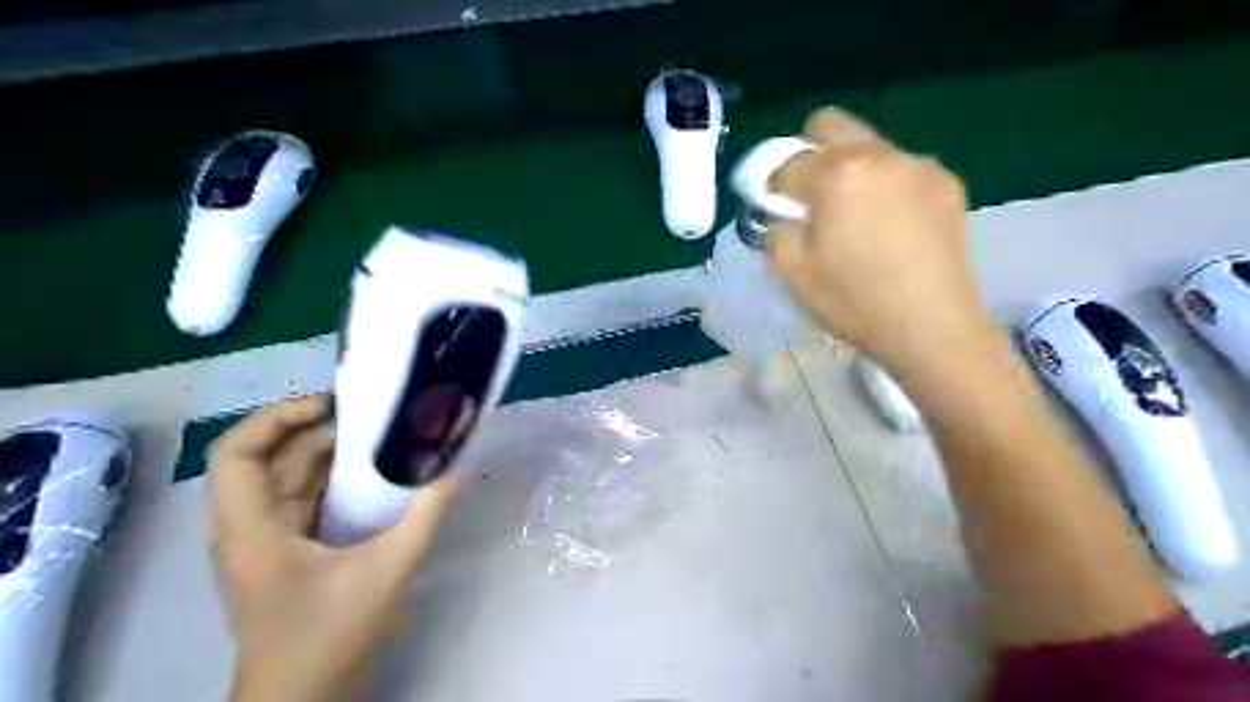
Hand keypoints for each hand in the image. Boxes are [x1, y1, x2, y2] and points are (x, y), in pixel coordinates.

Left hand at [208, 394, 457, 701]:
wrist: (300, 698)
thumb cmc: (329, 635)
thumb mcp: (387, 571)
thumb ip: (425, 517)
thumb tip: (455, 470)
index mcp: (251, 530)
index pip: (236, 454)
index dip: (276, 417)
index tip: (330, 404)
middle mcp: (246, 527)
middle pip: (268, 459)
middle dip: (317, 430)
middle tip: (372, 415)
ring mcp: (261, 540)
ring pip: (285, 478)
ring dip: (328, 454)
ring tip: (379, 436)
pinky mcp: (280, 551)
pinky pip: (300, 499)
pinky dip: (331, 479)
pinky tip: (370, 475)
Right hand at [773, 107, 997, 377]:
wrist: (932, 327)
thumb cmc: (854, 301)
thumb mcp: (790, 271)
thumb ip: (776, 227)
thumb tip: (785, 211)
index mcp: (838, 173)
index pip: (788, 162)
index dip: (774, 188)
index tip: (777, 212)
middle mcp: (880, 154)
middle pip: (830, 125)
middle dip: (809, 154)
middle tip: (811, 198)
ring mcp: (919, 165)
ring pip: (868, 147)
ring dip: (850, 171)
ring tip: (857, 220)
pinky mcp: (947, 183)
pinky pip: (901, 170)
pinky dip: (885, 187)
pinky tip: (892, 229)